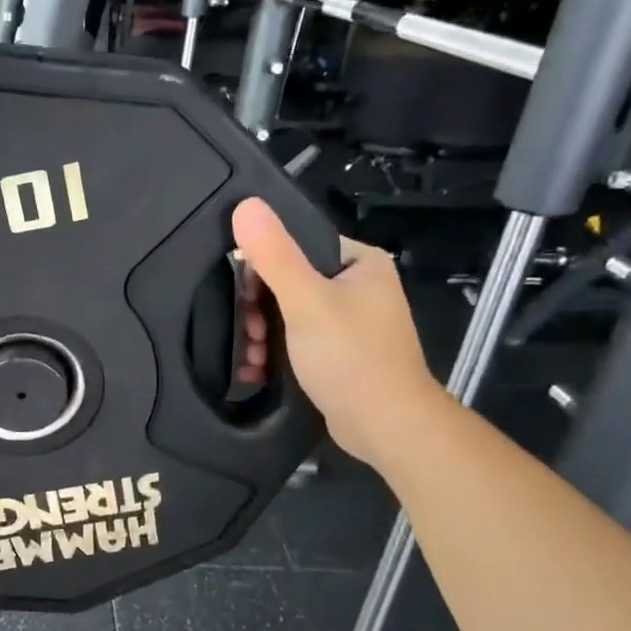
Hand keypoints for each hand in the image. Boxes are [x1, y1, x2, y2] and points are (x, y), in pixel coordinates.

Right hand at [231, 197, 441, 465]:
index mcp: (360, 263)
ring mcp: (351, 322)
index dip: (262, 268)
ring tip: (251, 358)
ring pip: (289, 314)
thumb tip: (244, 204)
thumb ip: (275, 255)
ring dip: (262, 335)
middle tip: (248, 334)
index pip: (297, 245)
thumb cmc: (351, 357)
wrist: (386, 426)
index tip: (243, 297)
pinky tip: (258, 369)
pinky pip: (298, 339)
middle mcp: (359, 287)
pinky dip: (276, 352)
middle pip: (289, 282)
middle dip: (258, 310)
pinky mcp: (341, 352)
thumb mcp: (306, 301)